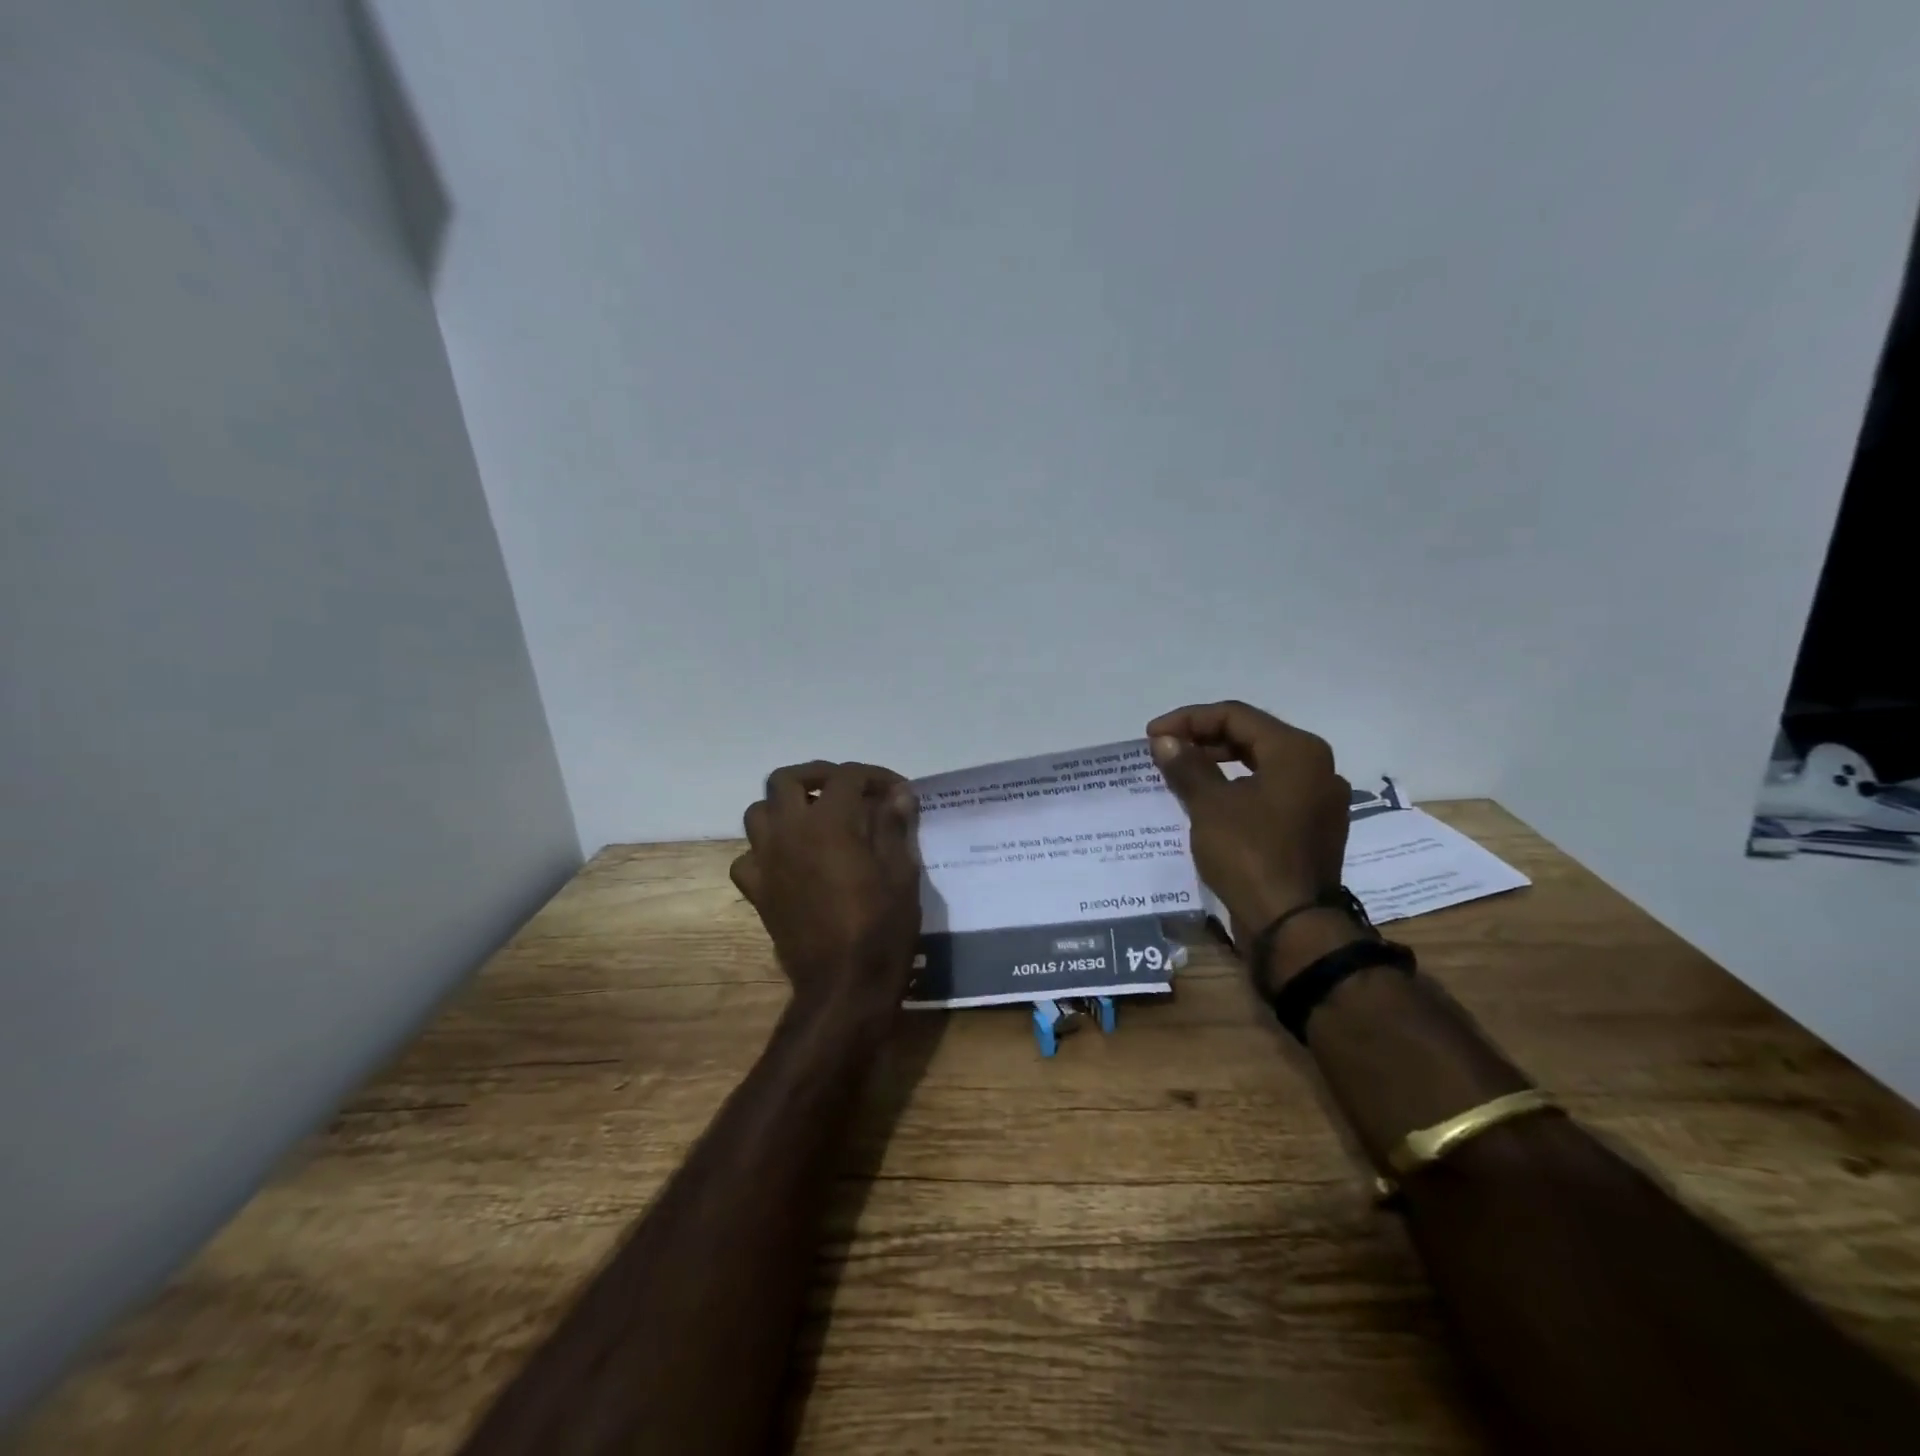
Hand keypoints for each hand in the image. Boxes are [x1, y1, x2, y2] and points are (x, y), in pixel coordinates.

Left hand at [731, 761, 921, 1024]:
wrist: (843, 986)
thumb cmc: (881, 928)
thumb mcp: (902, 874)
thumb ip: (894, 826)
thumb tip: (897, 794)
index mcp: (828, 823)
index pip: (847, 777)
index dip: (875, 776)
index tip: (897, 791)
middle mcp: (789, 832)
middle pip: (786, 780)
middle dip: (818, 776)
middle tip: (846, 790)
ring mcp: (767, 862)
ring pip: (758, 812)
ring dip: (785, 807)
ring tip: (815, 819)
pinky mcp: (758, 891)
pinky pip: (748, 857)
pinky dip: (766, 850)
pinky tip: (790, 860)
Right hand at [1146, 701, 1351, 935]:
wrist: (1292, 926)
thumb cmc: (1250, 855)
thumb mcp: (1210, 805)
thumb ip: (1186, 765)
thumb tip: (1164, 740)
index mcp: (1298, 751)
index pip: (1236, 716)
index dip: (1189, 720)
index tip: (1153, 735)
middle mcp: (1318, 768)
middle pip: (1253, 736)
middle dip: (1204, 739)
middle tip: (1165, 751)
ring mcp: (1320, 801)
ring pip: (1263, 765)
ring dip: (1220, 763)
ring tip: (1182, 774)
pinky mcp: (1314, 828)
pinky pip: (1272, 792)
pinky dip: (1239, 788)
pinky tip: (1211, 802)